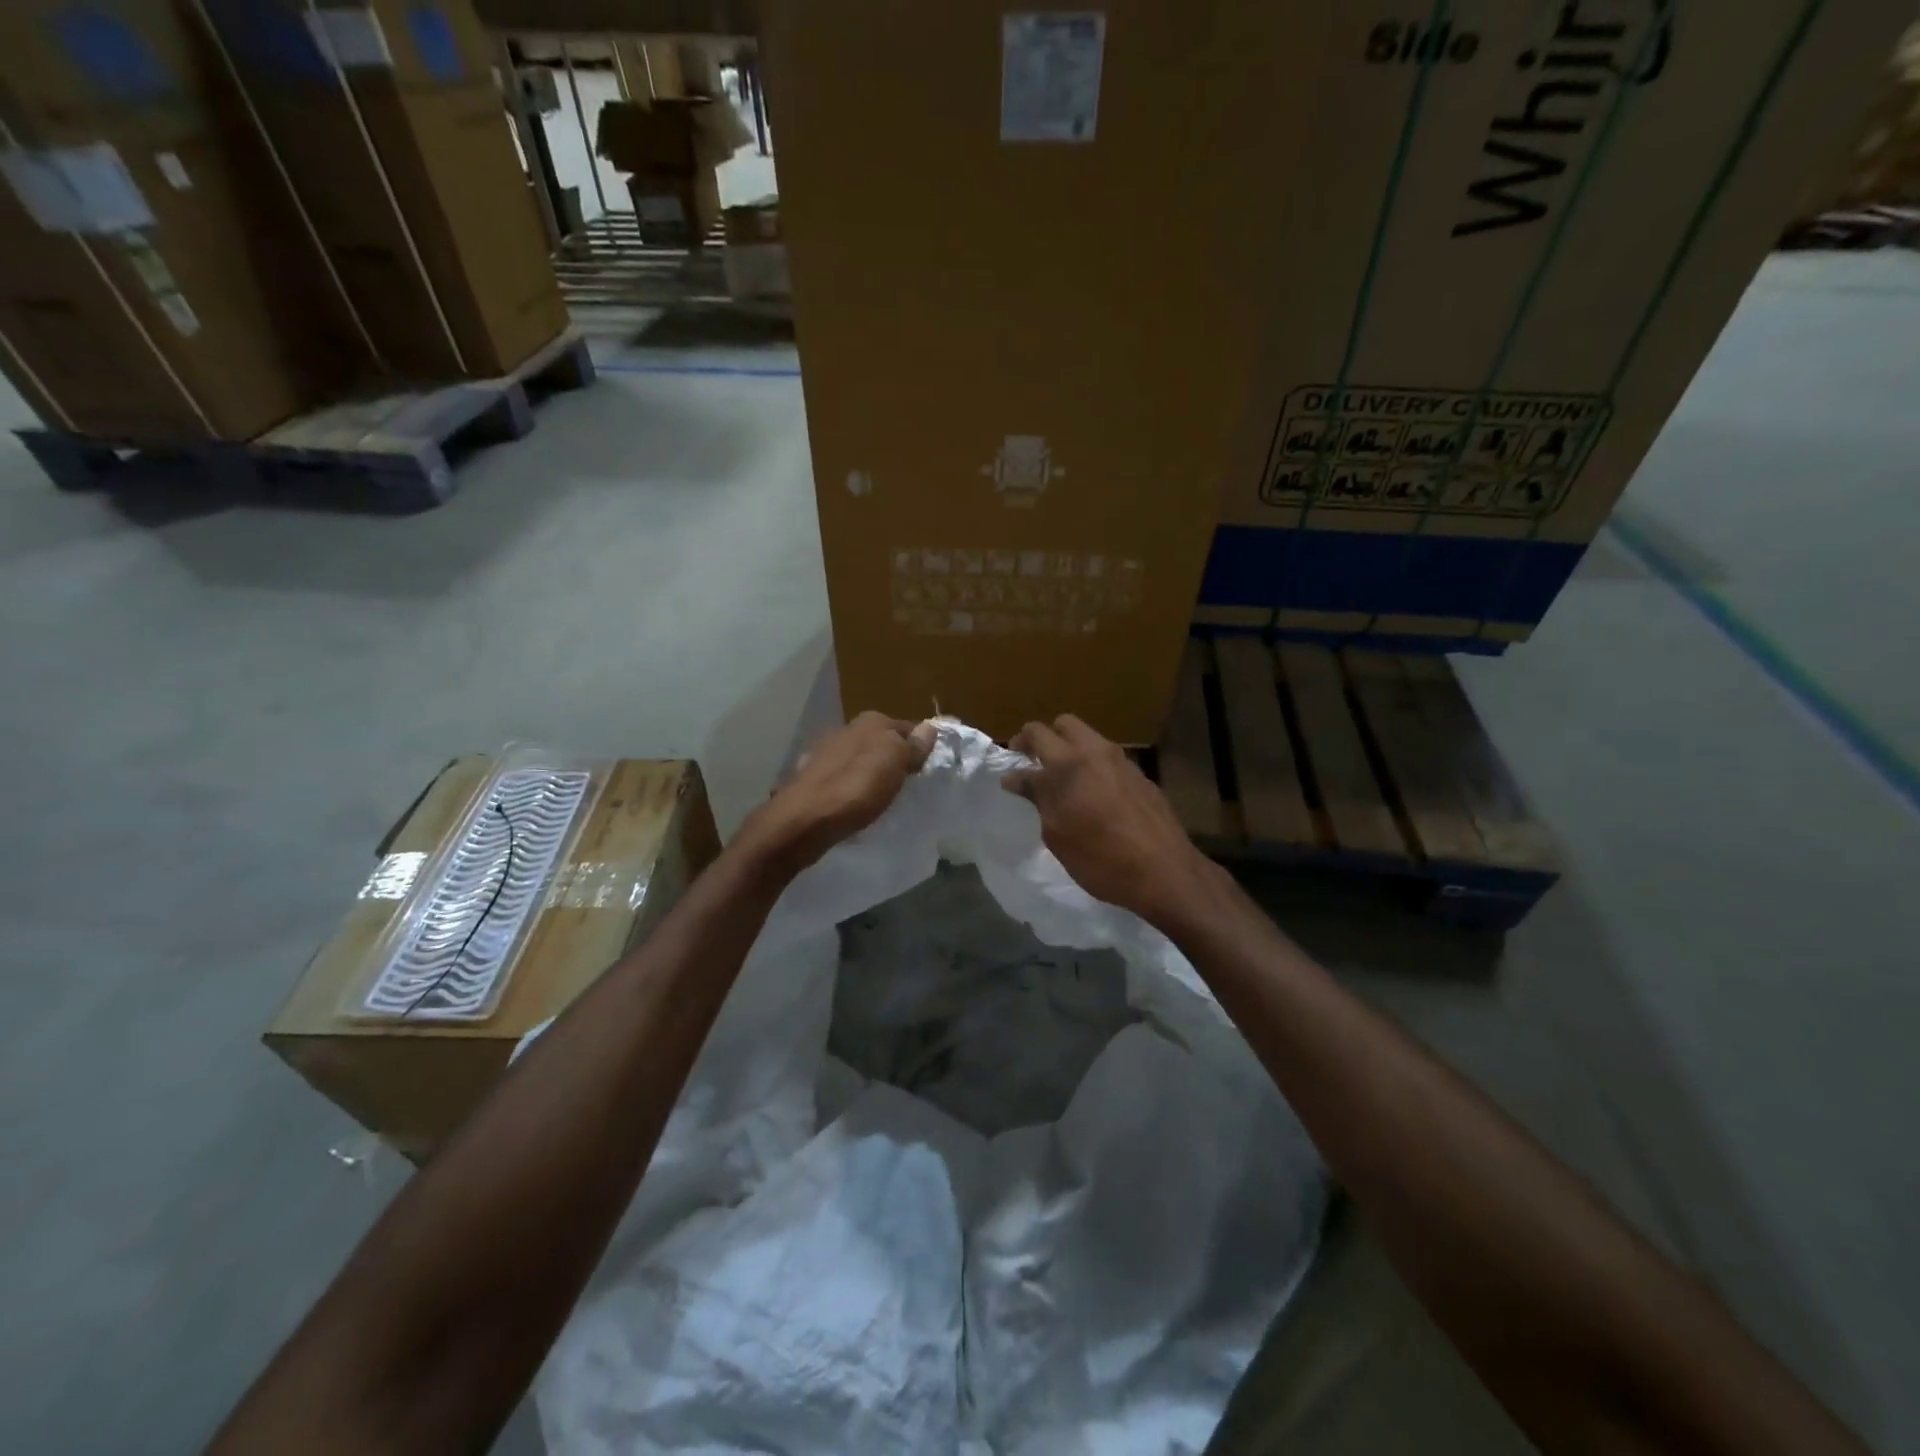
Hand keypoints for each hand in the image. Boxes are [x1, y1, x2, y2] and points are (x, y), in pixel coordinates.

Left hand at [739, 712, 936, 873]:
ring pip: (860, 760)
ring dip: (871, 774)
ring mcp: (825, 752)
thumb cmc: (856, 788)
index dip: (919, 747)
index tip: (928, 770)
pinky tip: (854, 804)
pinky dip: (851, 788)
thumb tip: (929, 727)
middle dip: (894, 759)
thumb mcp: (894, 762)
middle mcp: (845, 729)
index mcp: (870, 721)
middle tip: (908, 786)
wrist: (802, 821)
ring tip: (883, 798)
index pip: (907, 727)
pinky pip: (842, 779)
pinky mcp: (811, 777)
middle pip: (881, 743)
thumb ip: (912, 744)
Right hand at [1003, 714, 1215, 923]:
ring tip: (1065, 782)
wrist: (1163, 871)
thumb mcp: (1056, 833)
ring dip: (1071, 751)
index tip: (1010, 773)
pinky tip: (1094, 797)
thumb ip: (1036, 798)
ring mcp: (1122, 761)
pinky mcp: (1140, 776)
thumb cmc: (1099, 858)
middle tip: (1034, 764)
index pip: (1034, 736)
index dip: (1016, 751)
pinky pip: (1108, 759)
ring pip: (1089, 738)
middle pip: (1063, 724)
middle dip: (1044, 738)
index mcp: (1068, 763)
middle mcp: (1095, 752)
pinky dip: (1093, 767)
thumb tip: (1015, 778)